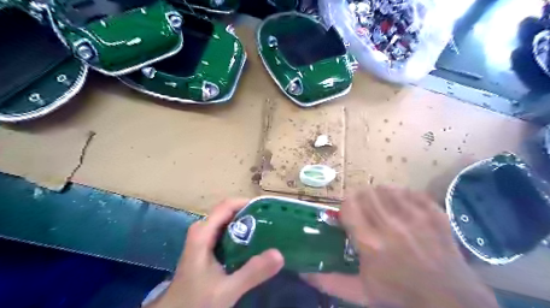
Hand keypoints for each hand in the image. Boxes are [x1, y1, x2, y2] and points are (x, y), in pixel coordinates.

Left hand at [149, 200, 283, 307]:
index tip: (268, 209)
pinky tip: (254, 244)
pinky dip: (241, 234)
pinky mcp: (206, 247)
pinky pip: (226, 232)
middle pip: (229, 212)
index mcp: (203, 232)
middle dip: (250, 214)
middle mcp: (202, 230)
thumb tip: (279, 254)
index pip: (227, 205)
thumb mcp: (226, 289)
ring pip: (228, 222)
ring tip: (267, 230)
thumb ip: (252, 273)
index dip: (247, 203)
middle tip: (272, 222)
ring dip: (246, 223)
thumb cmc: (196, 301)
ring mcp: (203, 238)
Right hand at [301, 186, 498, 307]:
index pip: (349, 205)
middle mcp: (390, 225)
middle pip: (366, 192)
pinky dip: (402, 196)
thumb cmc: (400, 295)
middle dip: (361, 198)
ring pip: (387, 188)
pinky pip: (410, 192)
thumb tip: (302, 272)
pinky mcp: (433, 213)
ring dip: (379, 195)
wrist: (450, 300)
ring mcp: (415, 217)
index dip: (346, 205)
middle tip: (364, 209)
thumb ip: (329, 282)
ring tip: (382, 206)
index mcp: (370, 242)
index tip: (349, 213)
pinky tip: (402, 207)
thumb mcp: (361, 292)